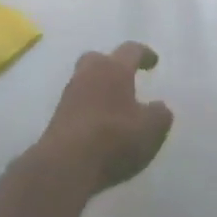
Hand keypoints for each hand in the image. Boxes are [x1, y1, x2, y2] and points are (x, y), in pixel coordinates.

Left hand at [38, 43, 172, 194]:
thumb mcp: (152, 129)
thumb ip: (160, 114)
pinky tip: (99, 126)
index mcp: (114, 69)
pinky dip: (89, 109)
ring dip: (98, 89)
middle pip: (98, 59)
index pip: (131, 50)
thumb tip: (158, 107)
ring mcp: (69, 96)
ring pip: (85, 81)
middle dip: (112, 65)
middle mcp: (88, 74)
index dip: (144, 54)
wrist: (66, 165)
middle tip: (125, 78)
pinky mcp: (57, 119)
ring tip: (114, 106)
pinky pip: (77, 105)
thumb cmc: (115, 138)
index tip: (153, 61)